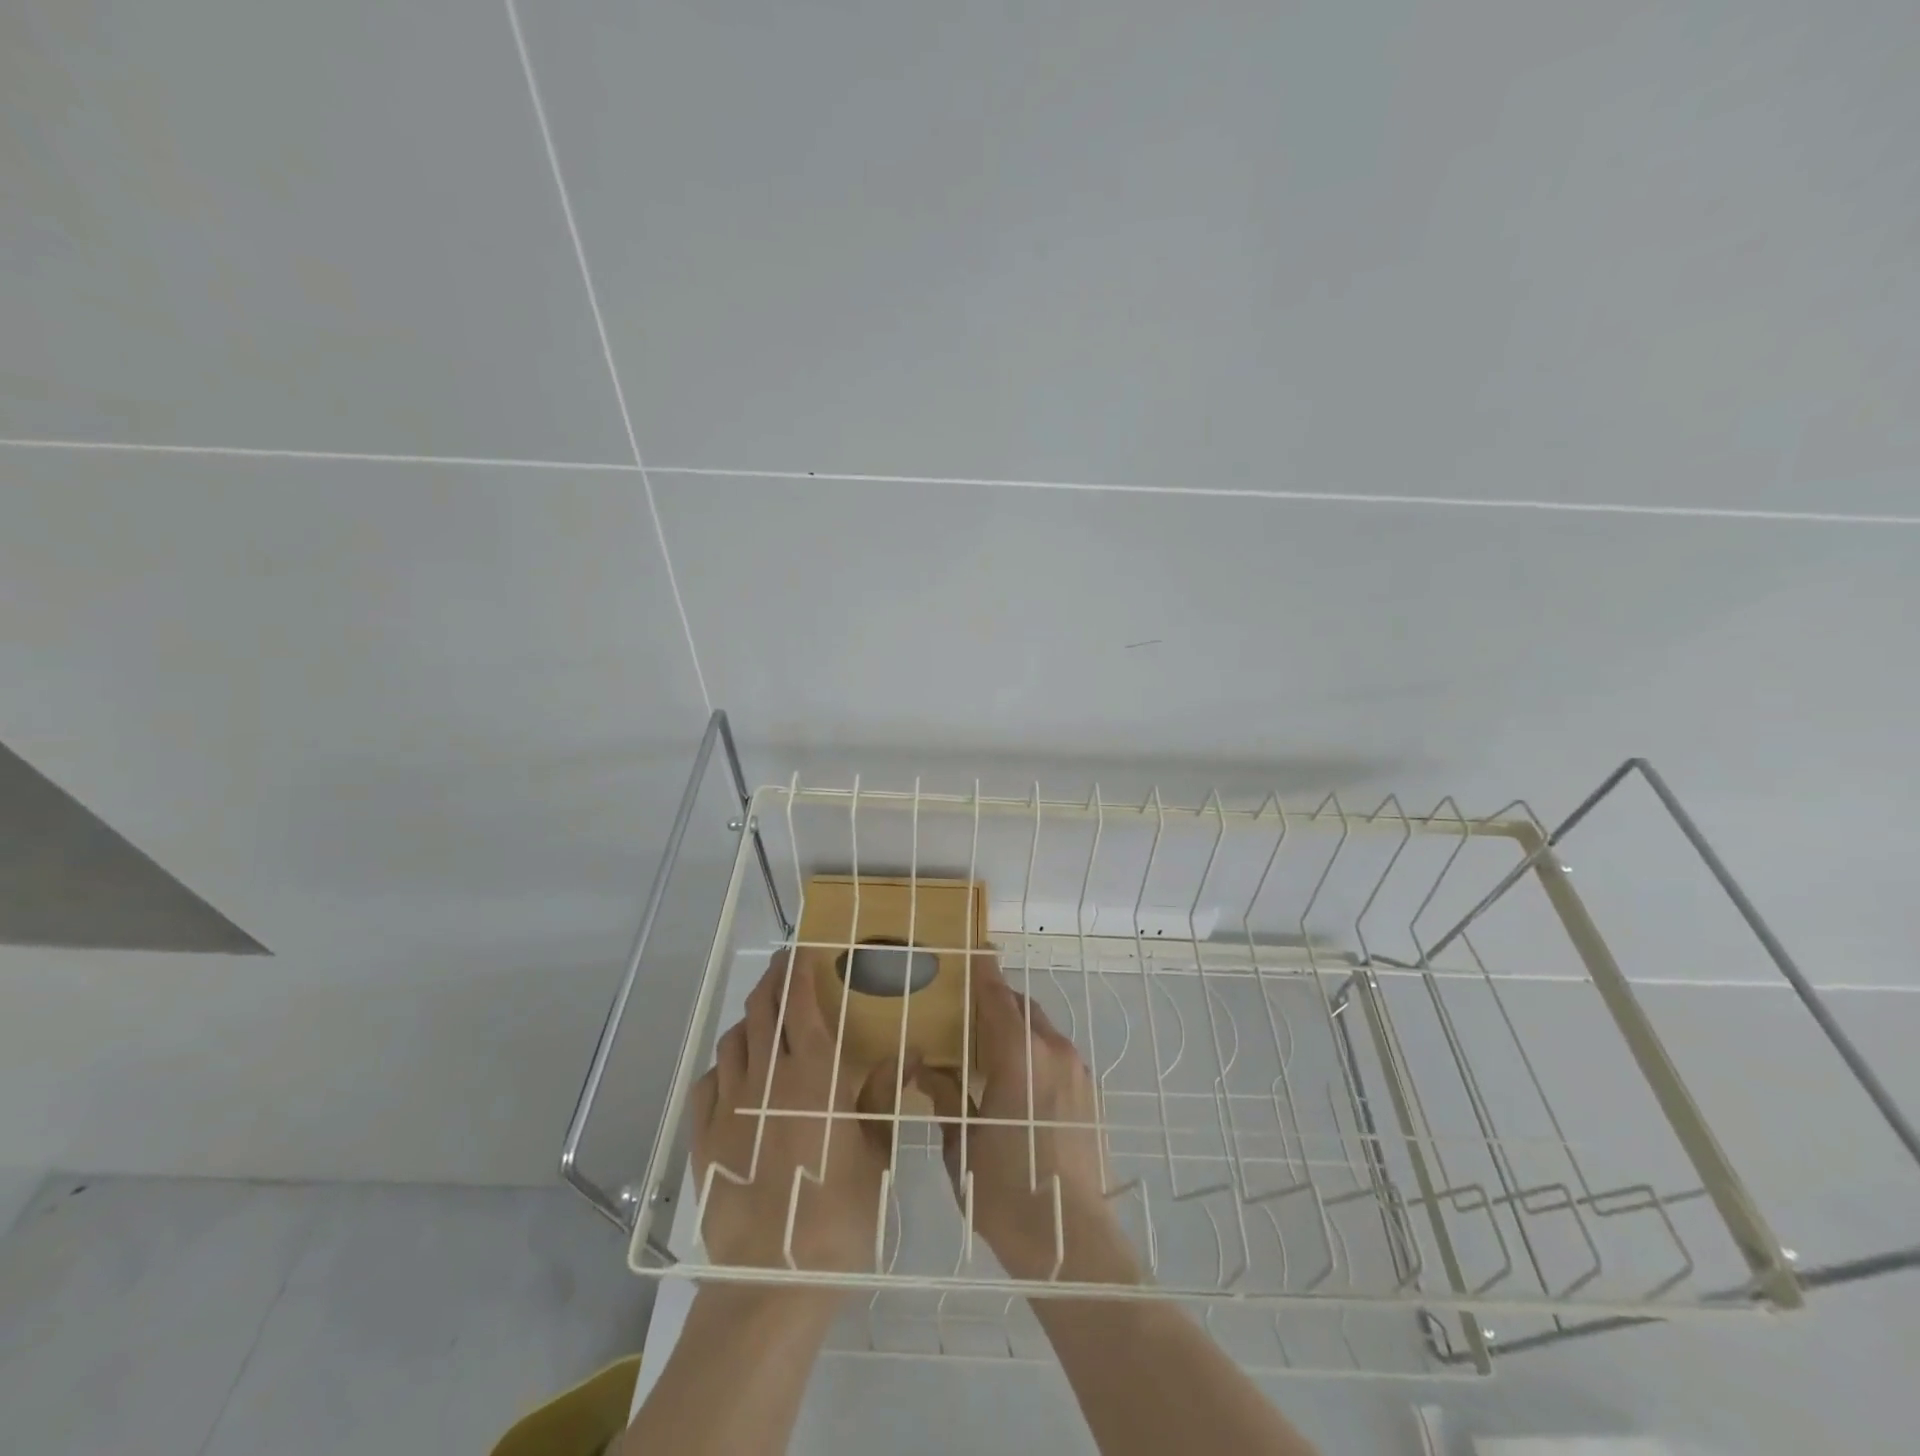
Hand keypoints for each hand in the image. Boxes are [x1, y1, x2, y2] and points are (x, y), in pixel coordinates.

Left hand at [690, 947, 904, 1276]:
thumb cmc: (838, 1213)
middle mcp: (767, 1078)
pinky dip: (722, 1067)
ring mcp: (729, 1106)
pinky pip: (707, 1083)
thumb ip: (884, 1094)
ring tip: (764, 1022)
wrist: (773, 1280)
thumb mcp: (875, 1152)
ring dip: (750, 1022)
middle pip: (762, 1010)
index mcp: (813, 1075)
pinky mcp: (704, 1137)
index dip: (798, 970)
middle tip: (784, 969)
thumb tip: (910, 1051)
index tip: (802, 949)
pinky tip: (733, 1076)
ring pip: (734, 1041)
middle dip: (772, 981)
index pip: (799, 1003)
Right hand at [915, 955, 1137, 1282]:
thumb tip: (928, 1070)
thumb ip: (947, 1098)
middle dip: (999, 1001)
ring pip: (1043, 1031)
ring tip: (994, 1047)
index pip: (997, 998)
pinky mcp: (1090, 1094)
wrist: (1072, 1240)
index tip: (974, 951)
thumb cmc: (1006, 1191)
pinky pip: (1058, 1055)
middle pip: (1023, 1008)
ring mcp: (1077, 1072)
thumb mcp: (962, 1145)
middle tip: (971, 1009)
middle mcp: (1053, 1052)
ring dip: (1019, 1028)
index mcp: (1019, 1056)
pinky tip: (1021, 1080)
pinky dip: (1037, 1052)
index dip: (984, 972)